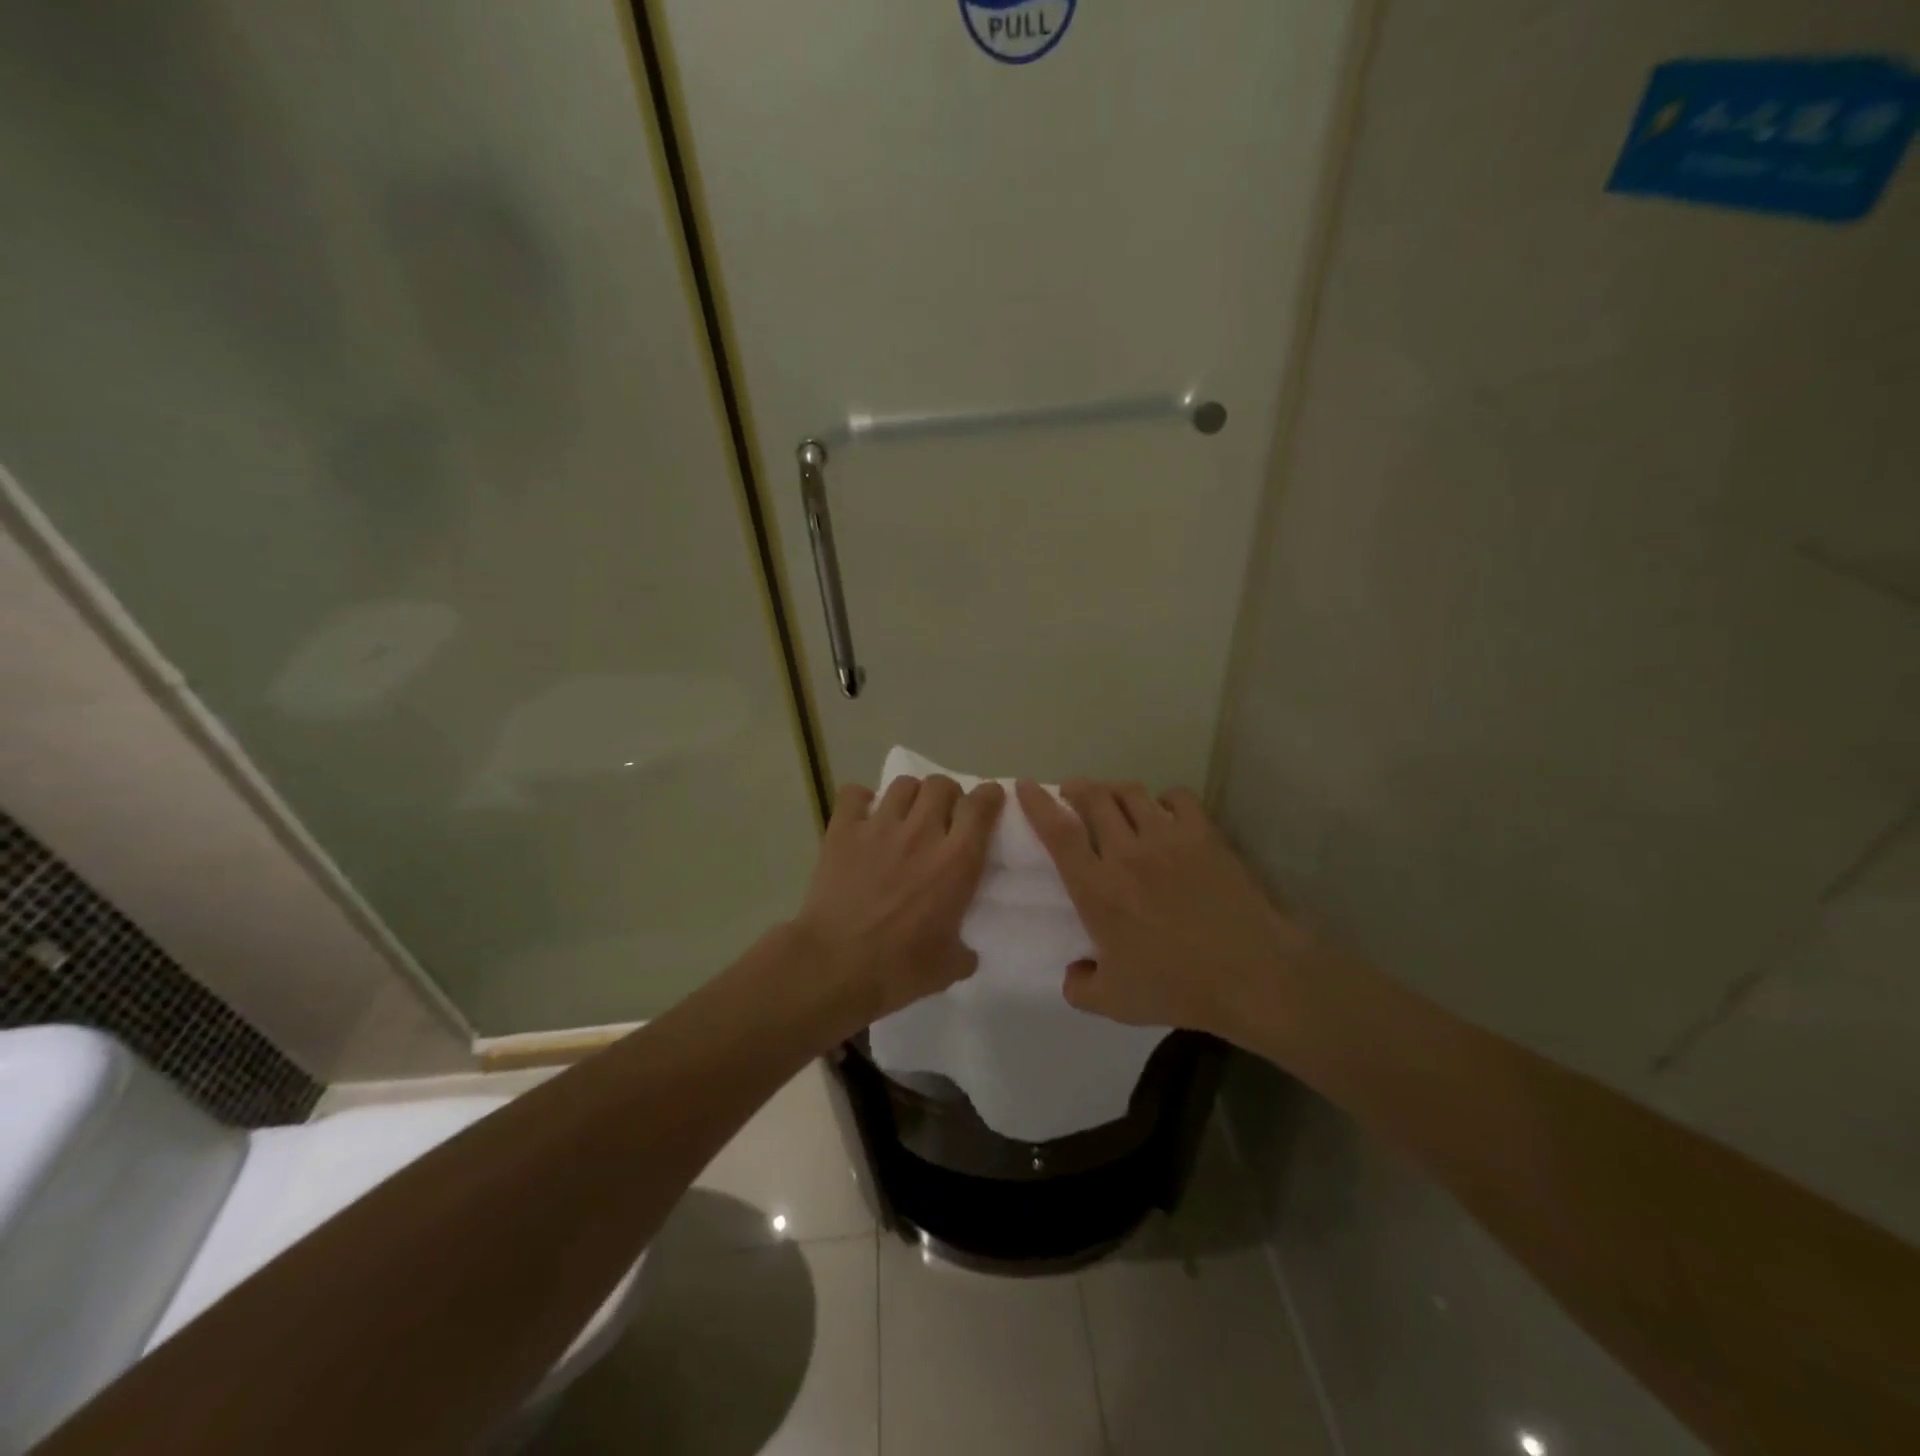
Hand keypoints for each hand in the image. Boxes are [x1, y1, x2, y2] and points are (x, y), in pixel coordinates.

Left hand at [793, 775, 1004, 1026]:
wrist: (834, 966)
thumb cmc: (898, 969)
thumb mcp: (948, 968)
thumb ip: (964, 951)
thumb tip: (966, 952)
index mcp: (957, 861)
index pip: (981, 806)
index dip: (988, 797)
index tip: (988, 802)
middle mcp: (922, 833)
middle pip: (942, 785)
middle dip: (948, 795)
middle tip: (944, 815)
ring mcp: (880, 827)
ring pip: (903, 784)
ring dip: (911, 795)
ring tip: (906, 814)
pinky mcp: (843, 831)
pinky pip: (854, 794)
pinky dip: (861, 799)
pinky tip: (863, 815)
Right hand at [1015, 779, 1302, 1035]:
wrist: (1250, 974)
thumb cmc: (1177, 988)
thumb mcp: (1114, 1002)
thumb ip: (1080, 987)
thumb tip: (1072, 972)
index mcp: (1097, 889)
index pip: (1058, 832)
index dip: (1037, 803)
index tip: (1025, 785)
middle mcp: (1126, 853)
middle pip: (1093, 798)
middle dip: (1076, 788)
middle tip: (1072, 792)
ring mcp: (1167, 839)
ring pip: (1131, 793)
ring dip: (1115, 791)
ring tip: (1114, 800)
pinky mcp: (1204, 835)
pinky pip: (1177, 797)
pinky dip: (1164, 799)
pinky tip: (1165, 813)